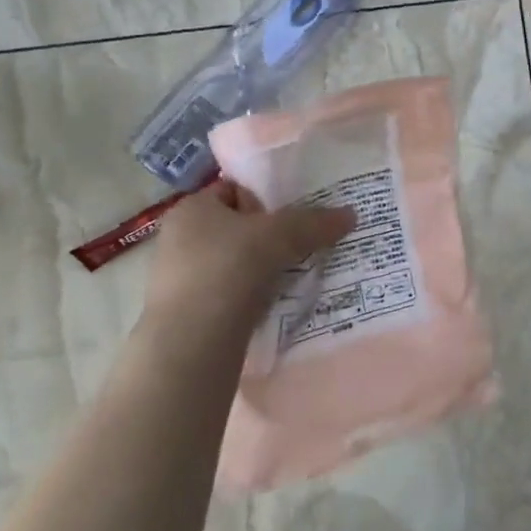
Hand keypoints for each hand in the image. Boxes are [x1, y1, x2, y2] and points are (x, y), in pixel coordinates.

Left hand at [138, 181, 355, 347]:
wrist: (193, 341)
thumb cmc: (230, 268)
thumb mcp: (281, 236)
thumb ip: (315, 223)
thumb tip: (351, 214)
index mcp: (192, 207)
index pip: (233, 189)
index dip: (266, 197)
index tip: (296, 213)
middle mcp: (179, 238)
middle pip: (236, 227)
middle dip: (268, 236)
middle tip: (303, 244)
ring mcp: (180, 278)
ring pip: (234, 263)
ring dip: (262, 268)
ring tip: (295, 275)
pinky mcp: (188, 313)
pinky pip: (230, 293)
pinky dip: (252, 296)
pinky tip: (274, 303)